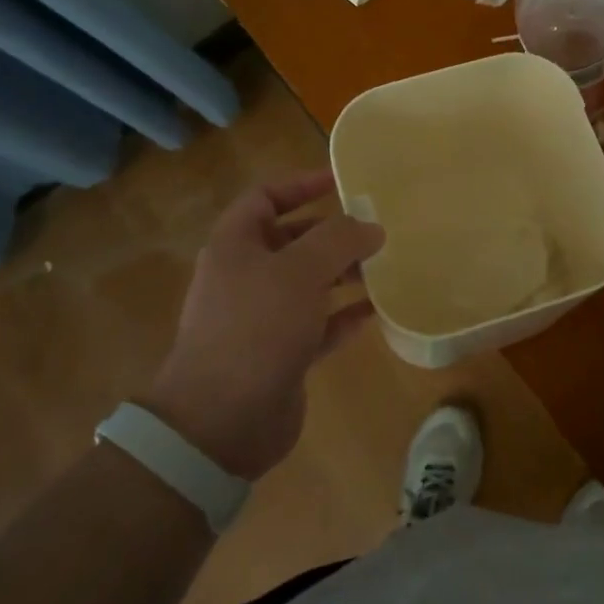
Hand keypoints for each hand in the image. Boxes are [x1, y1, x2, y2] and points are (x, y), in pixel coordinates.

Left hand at [139, 170, 384, 480]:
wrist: (221, 421)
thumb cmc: (256, 328)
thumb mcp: (300, 270)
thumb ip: (339, 240)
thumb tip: (371, 227)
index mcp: (235, 246)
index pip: (265, 198)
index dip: (300, 184)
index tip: (341, 182)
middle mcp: (245, 277)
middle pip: (291, 241)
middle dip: (331, 233)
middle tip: (373, 229)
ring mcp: (262, 319)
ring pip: (307, 284)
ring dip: (342, 274)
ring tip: (382, 267)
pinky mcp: (280, 355)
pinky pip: (318, 325)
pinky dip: (343, 315)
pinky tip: (376, 310)